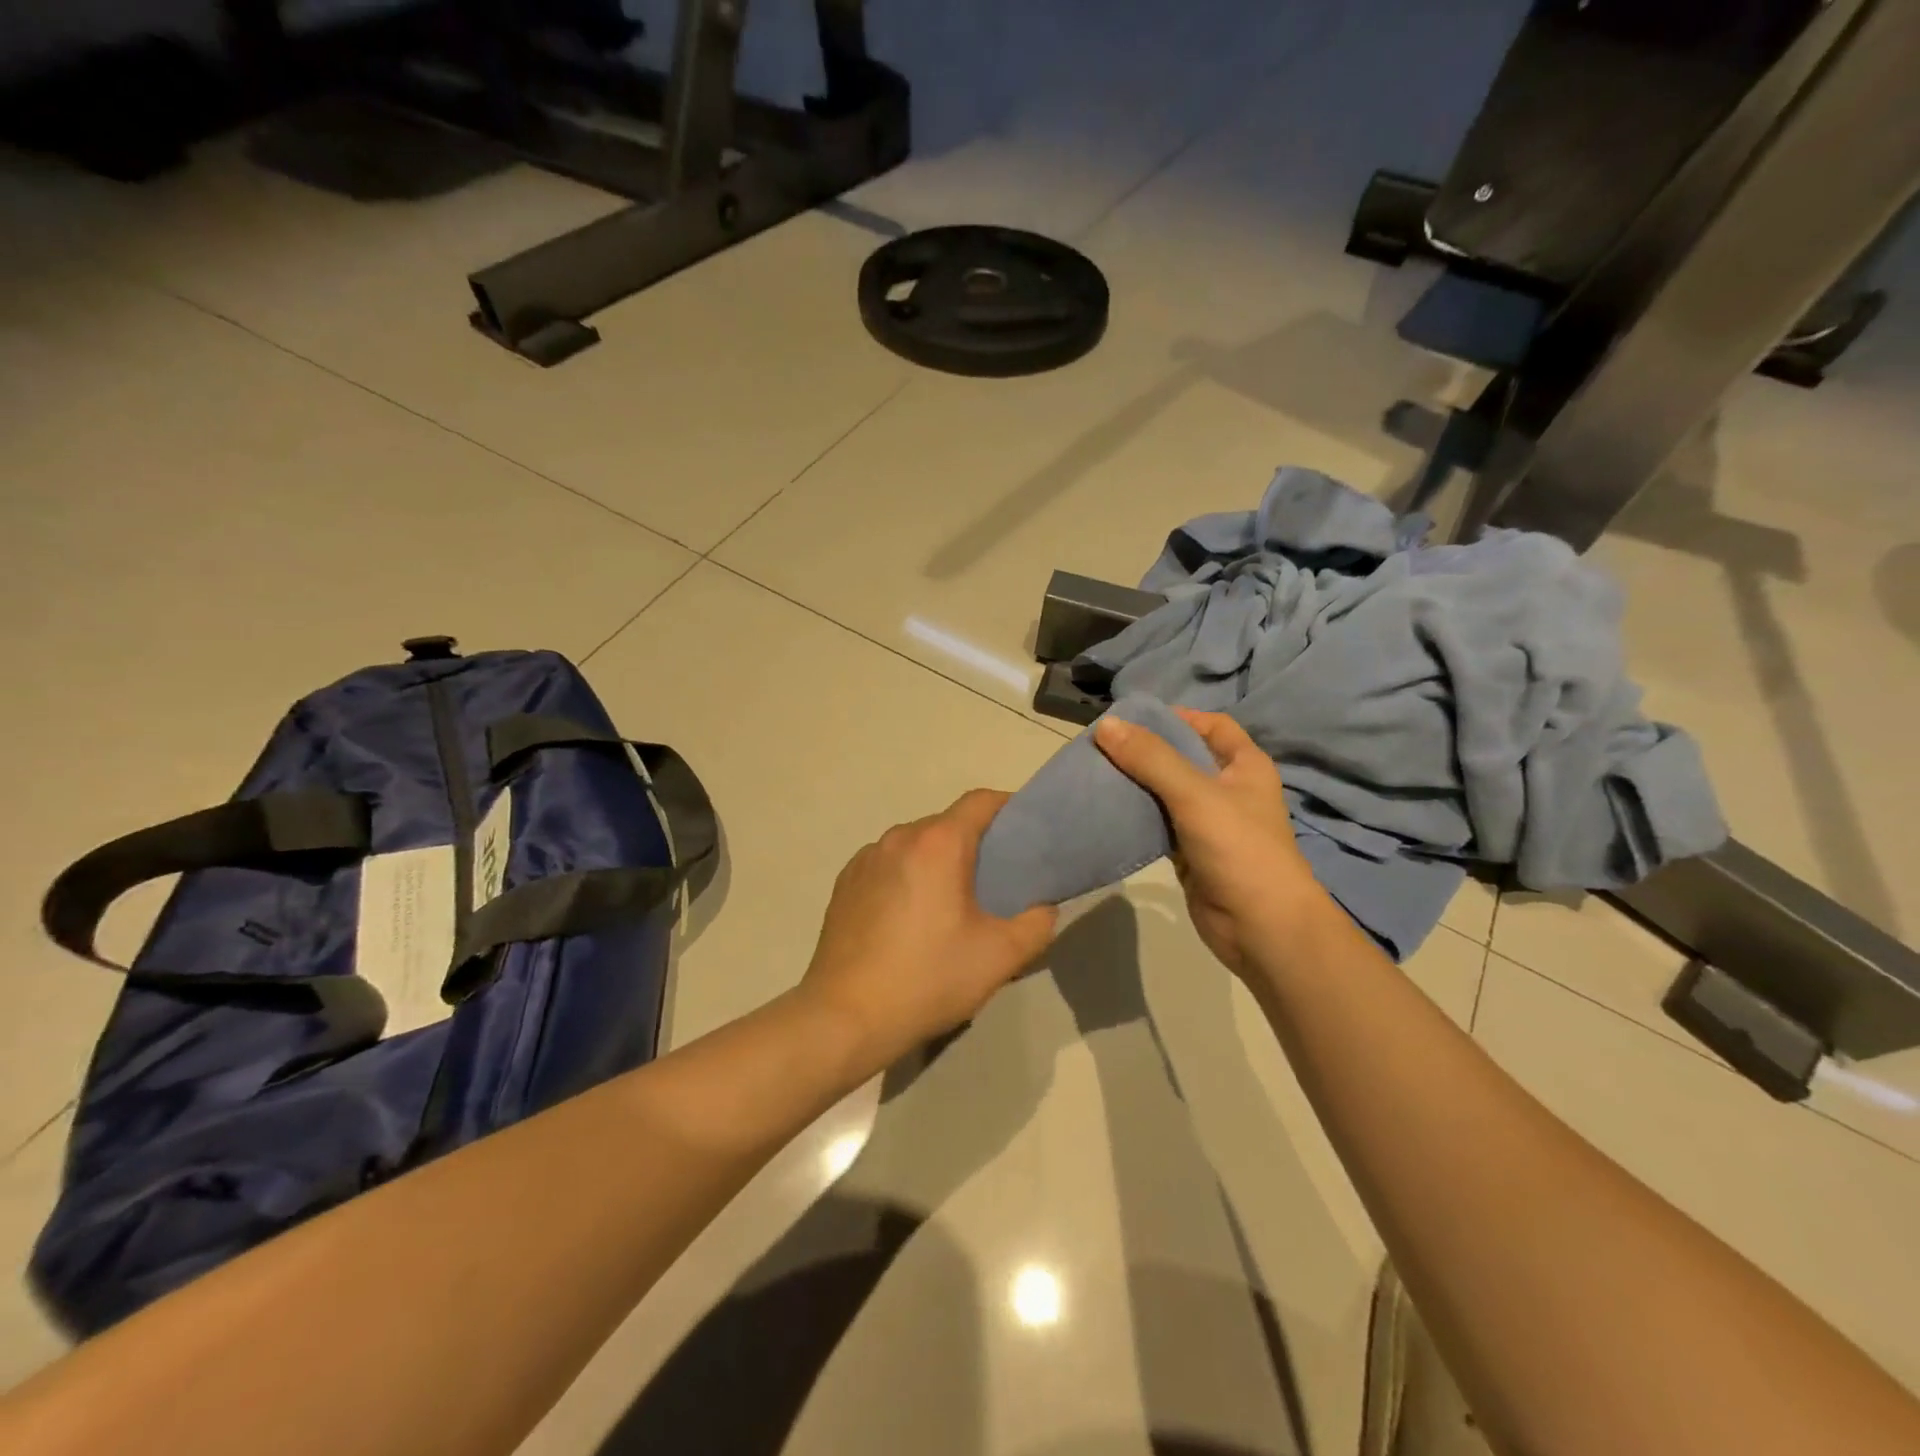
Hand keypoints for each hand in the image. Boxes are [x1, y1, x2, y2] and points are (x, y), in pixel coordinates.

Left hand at [800, 790, 1056, 1073]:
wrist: (845, 1017)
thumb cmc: (928, 979)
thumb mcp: (1000, 957)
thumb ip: (1037, 924)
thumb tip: (1043, 907)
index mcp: (938, 844)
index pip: (981, 801)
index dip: (1010, 809)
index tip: (1027, 835)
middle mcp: (899, 838)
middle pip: (947, 824)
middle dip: (975, 843)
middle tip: (995, 881)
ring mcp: (866, 859)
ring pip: (915, 845)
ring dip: (937, 862)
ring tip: (950, 904)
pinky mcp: (845, 883)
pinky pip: (887, 865)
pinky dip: (906, 877)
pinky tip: (909, 919)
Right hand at [1094, 709, 1323, 977]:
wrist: (1260, 928)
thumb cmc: (1239, 849)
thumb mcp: (1195, 794)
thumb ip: (1151, 759)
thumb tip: (1106, 725)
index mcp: (1244, 766)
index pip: (1211, 725)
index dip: (1176, 717)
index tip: (1132, 719)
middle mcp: (1228, 789)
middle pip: (1182, 757)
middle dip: (1145, 751)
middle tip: (1101, 747)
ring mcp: (1208, 823)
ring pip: (1166, 792)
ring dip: (1136, 784)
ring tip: (1095, 774)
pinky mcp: (1190, 853)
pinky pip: (1158, 824)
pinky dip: (1135, 816)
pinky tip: (1106, 810)